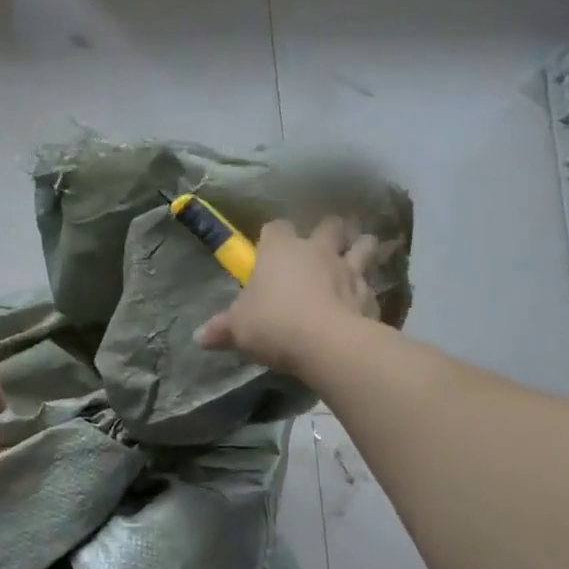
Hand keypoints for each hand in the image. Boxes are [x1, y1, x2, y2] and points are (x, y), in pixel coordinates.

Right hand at [195, 216, 382, 375]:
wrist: (326, 344)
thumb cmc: (273, 324)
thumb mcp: (237, 329)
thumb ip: (221, 329)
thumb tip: (198, 337)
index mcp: (281, 250)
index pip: (276, 227)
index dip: (273, 236)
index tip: (269, 251)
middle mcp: (318, 251)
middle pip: (330, 224)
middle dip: (330, 231)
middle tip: (323, 246)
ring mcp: (349, 270)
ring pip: (364, 246)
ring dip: (361, 249)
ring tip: (356, 259)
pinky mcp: (369, 296)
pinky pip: (370, 288)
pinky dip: (366, 293)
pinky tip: (361, 305)